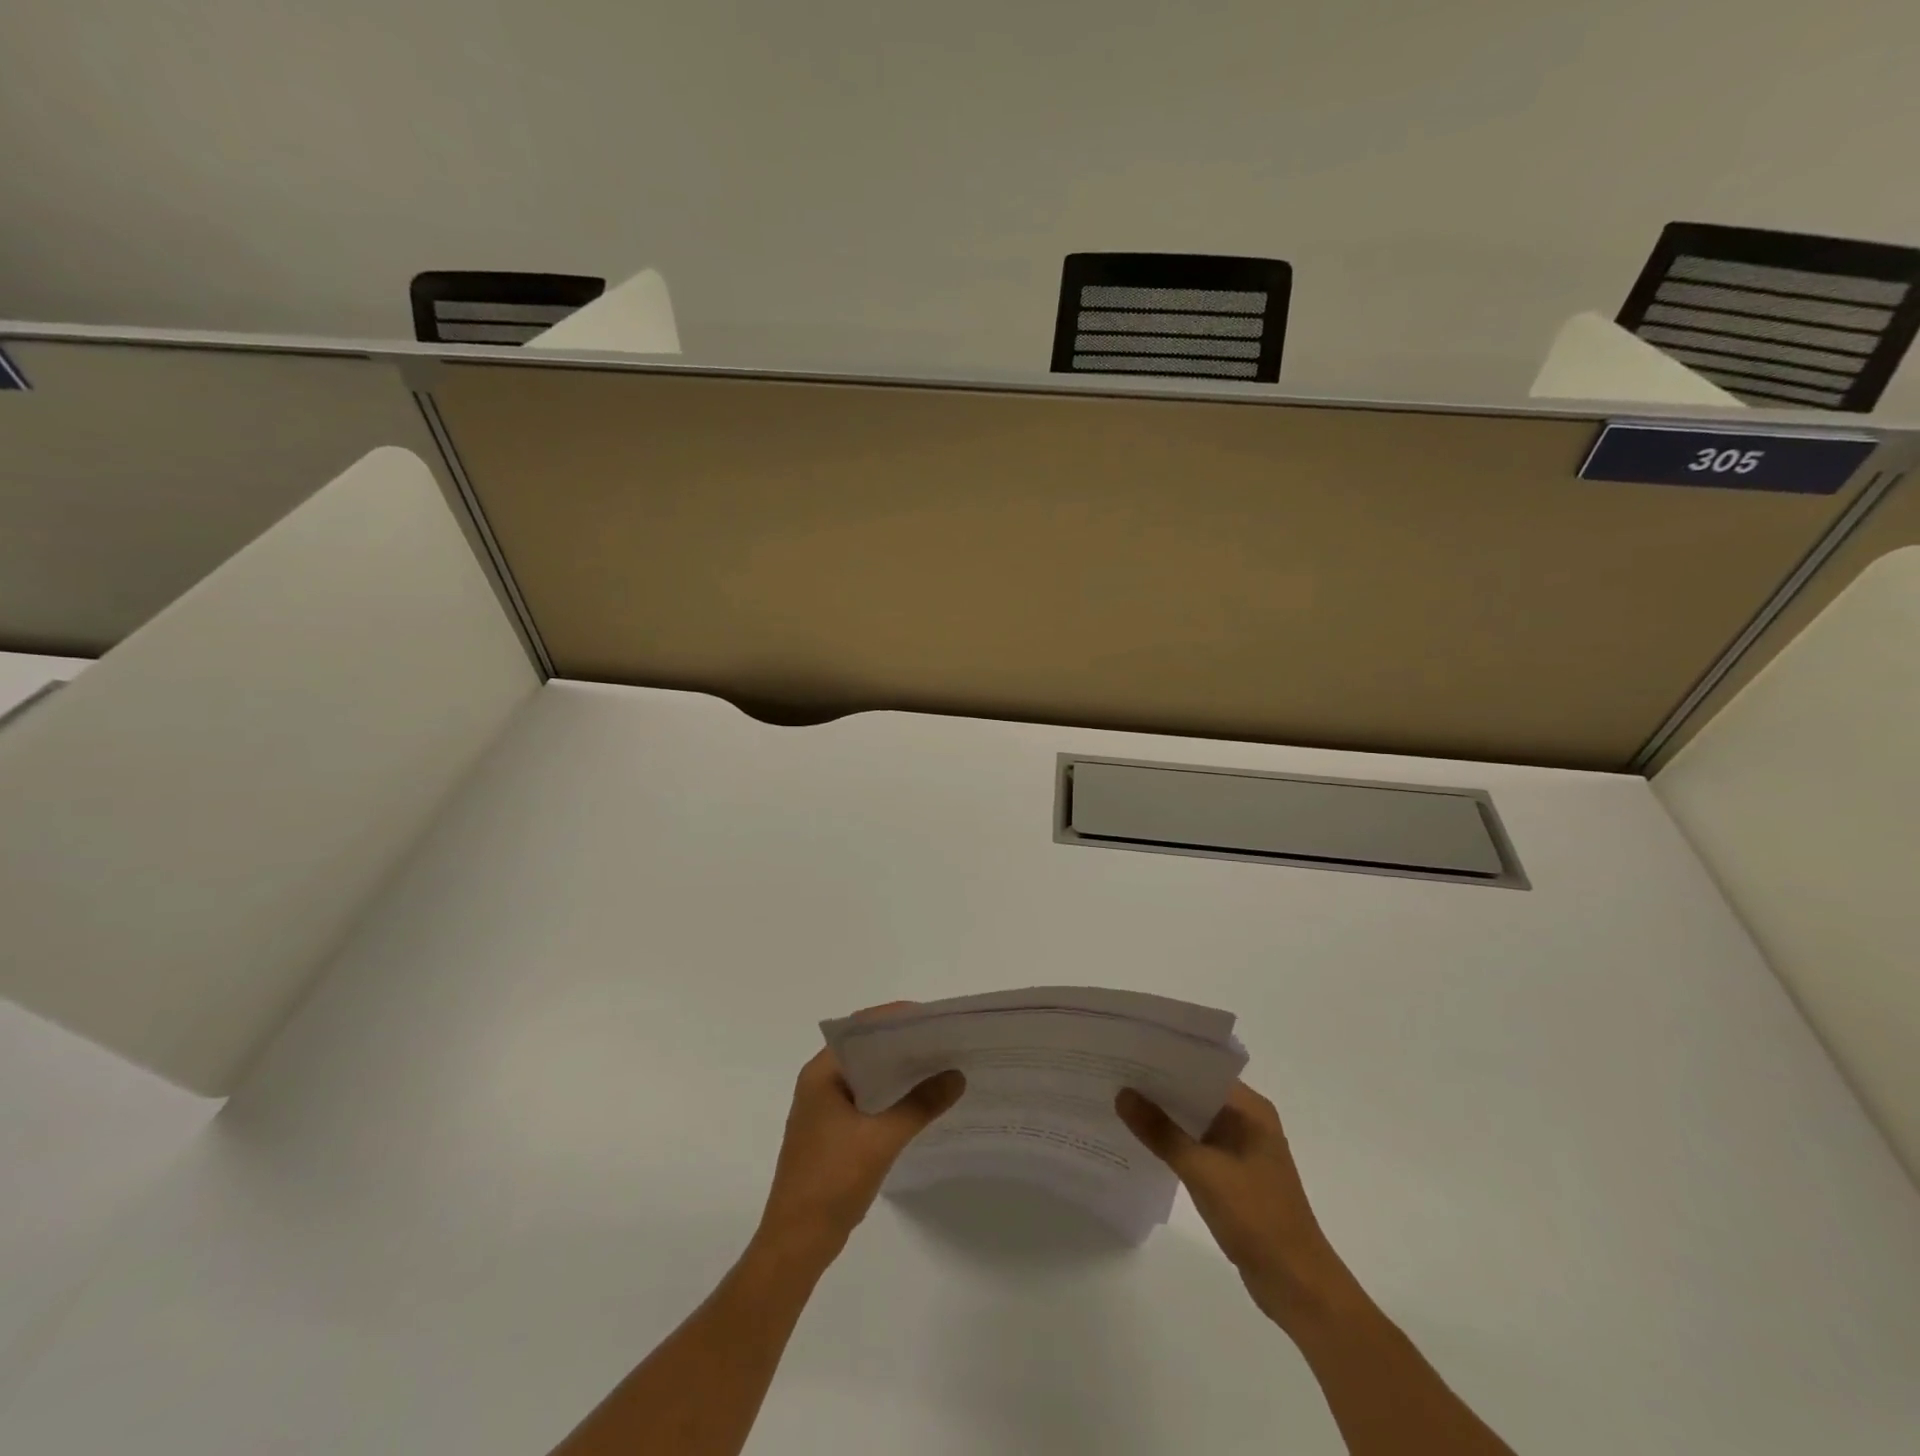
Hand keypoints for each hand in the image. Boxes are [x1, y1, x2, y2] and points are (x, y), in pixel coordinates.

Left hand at [757, 1013, 964, 1263]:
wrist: (796, 1244)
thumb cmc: (831, 1181)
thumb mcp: (881, 1139)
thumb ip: (920, 1104)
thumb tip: (956, 1075)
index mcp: (822, 1073)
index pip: (861, 1028)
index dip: (897, 1018)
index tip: (933, 1018)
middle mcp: (820, 1083)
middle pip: (866, 1049)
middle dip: (904, 1044)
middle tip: (944, 1040)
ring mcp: (825, 1109)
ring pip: (868, 1076)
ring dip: (899, 1072)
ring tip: (940, 1065)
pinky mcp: (833, 1133)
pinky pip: (867, 1100)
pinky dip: (892, 1096)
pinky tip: (920, 1102)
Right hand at [1117, 1081, 1352, 1326]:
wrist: (1298, 1286)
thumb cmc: (1256, 1218)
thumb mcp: (1203, 1171)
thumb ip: (1161, 1132)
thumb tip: (1122, 1094)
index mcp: (1251, 1110)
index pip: (1201, 1071)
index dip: (1165, 1062)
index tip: (1127, 1054)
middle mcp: (1248, 1122)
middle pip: (1196, 1094)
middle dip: (1159, 1089)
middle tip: (1114, 1076)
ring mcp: (1242, 1150)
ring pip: (1195, 1121)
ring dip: (1164, 1117)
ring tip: (1120, 1103)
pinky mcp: (1235, 1176)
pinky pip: (1198, 1147)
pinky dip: (1174, 1143)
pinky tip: (1143, 1142)